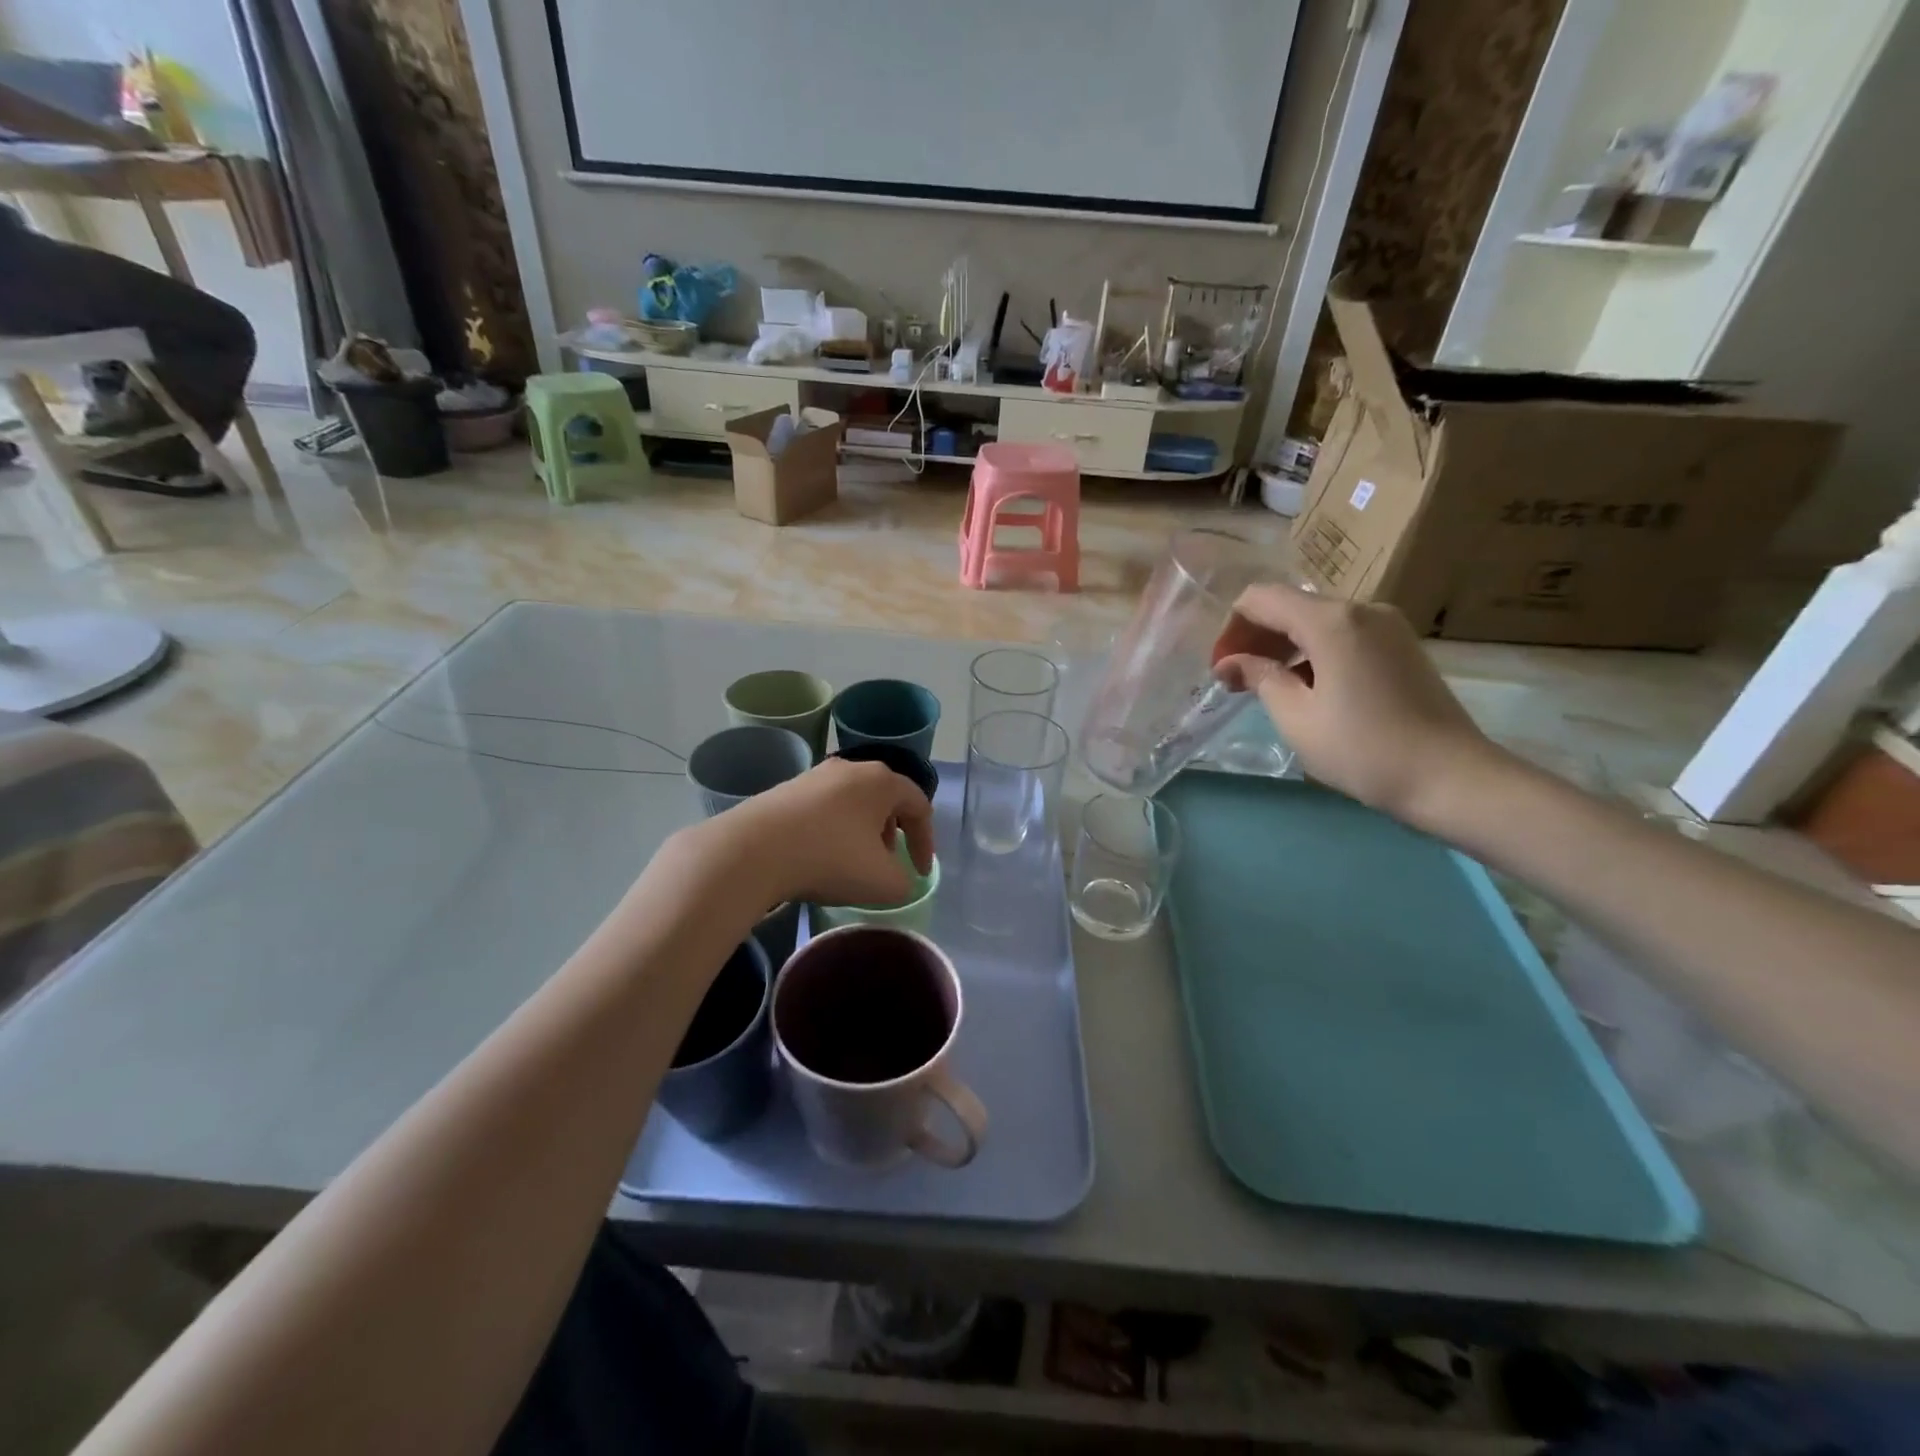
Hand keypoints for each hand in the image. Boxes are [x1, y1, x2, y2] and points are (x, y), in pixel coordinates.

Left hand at [717, 758, 935, 908]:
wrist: (752, 851)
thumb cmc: (830, 859)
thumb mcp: (882, 883)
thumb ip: (903, 882)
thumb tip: (897, 879)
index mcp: (882, 781)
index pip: (920, 806)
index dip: (926, 842)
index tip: (919, 873)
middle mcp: (851, 768)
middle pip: (886, 799)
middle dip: (893, 833)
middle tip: (888, 863)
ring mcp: (815, 776)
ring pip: (853, 802)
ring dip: (862, 831)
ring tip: (853, 862)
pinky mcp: (786, 789)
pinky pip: (823, 808)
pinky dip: (832, 830)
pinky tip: (818, 856)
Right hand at [1212, 585, 1502, 825]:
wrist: (1452, 778)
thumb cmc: (1363, 749)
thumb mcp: (1297, 717)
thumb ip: (1259, 678)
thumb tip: (1230, 664)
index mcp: (1331, 621)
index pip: (1261, 598)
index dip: (1231, 628)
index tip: (1220, 668)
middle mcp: (1362, 608)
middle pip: (1291, 605)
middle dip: (1255, 637)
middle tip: (1235, 680)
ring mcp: (1388, 625)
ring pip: (1317, 620)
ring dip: (1284, 646)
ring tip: (1267, 687)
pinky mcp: (1401, 645)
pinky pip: (1343, 634)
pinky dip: (1314, 652)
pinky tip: (1306, 687)